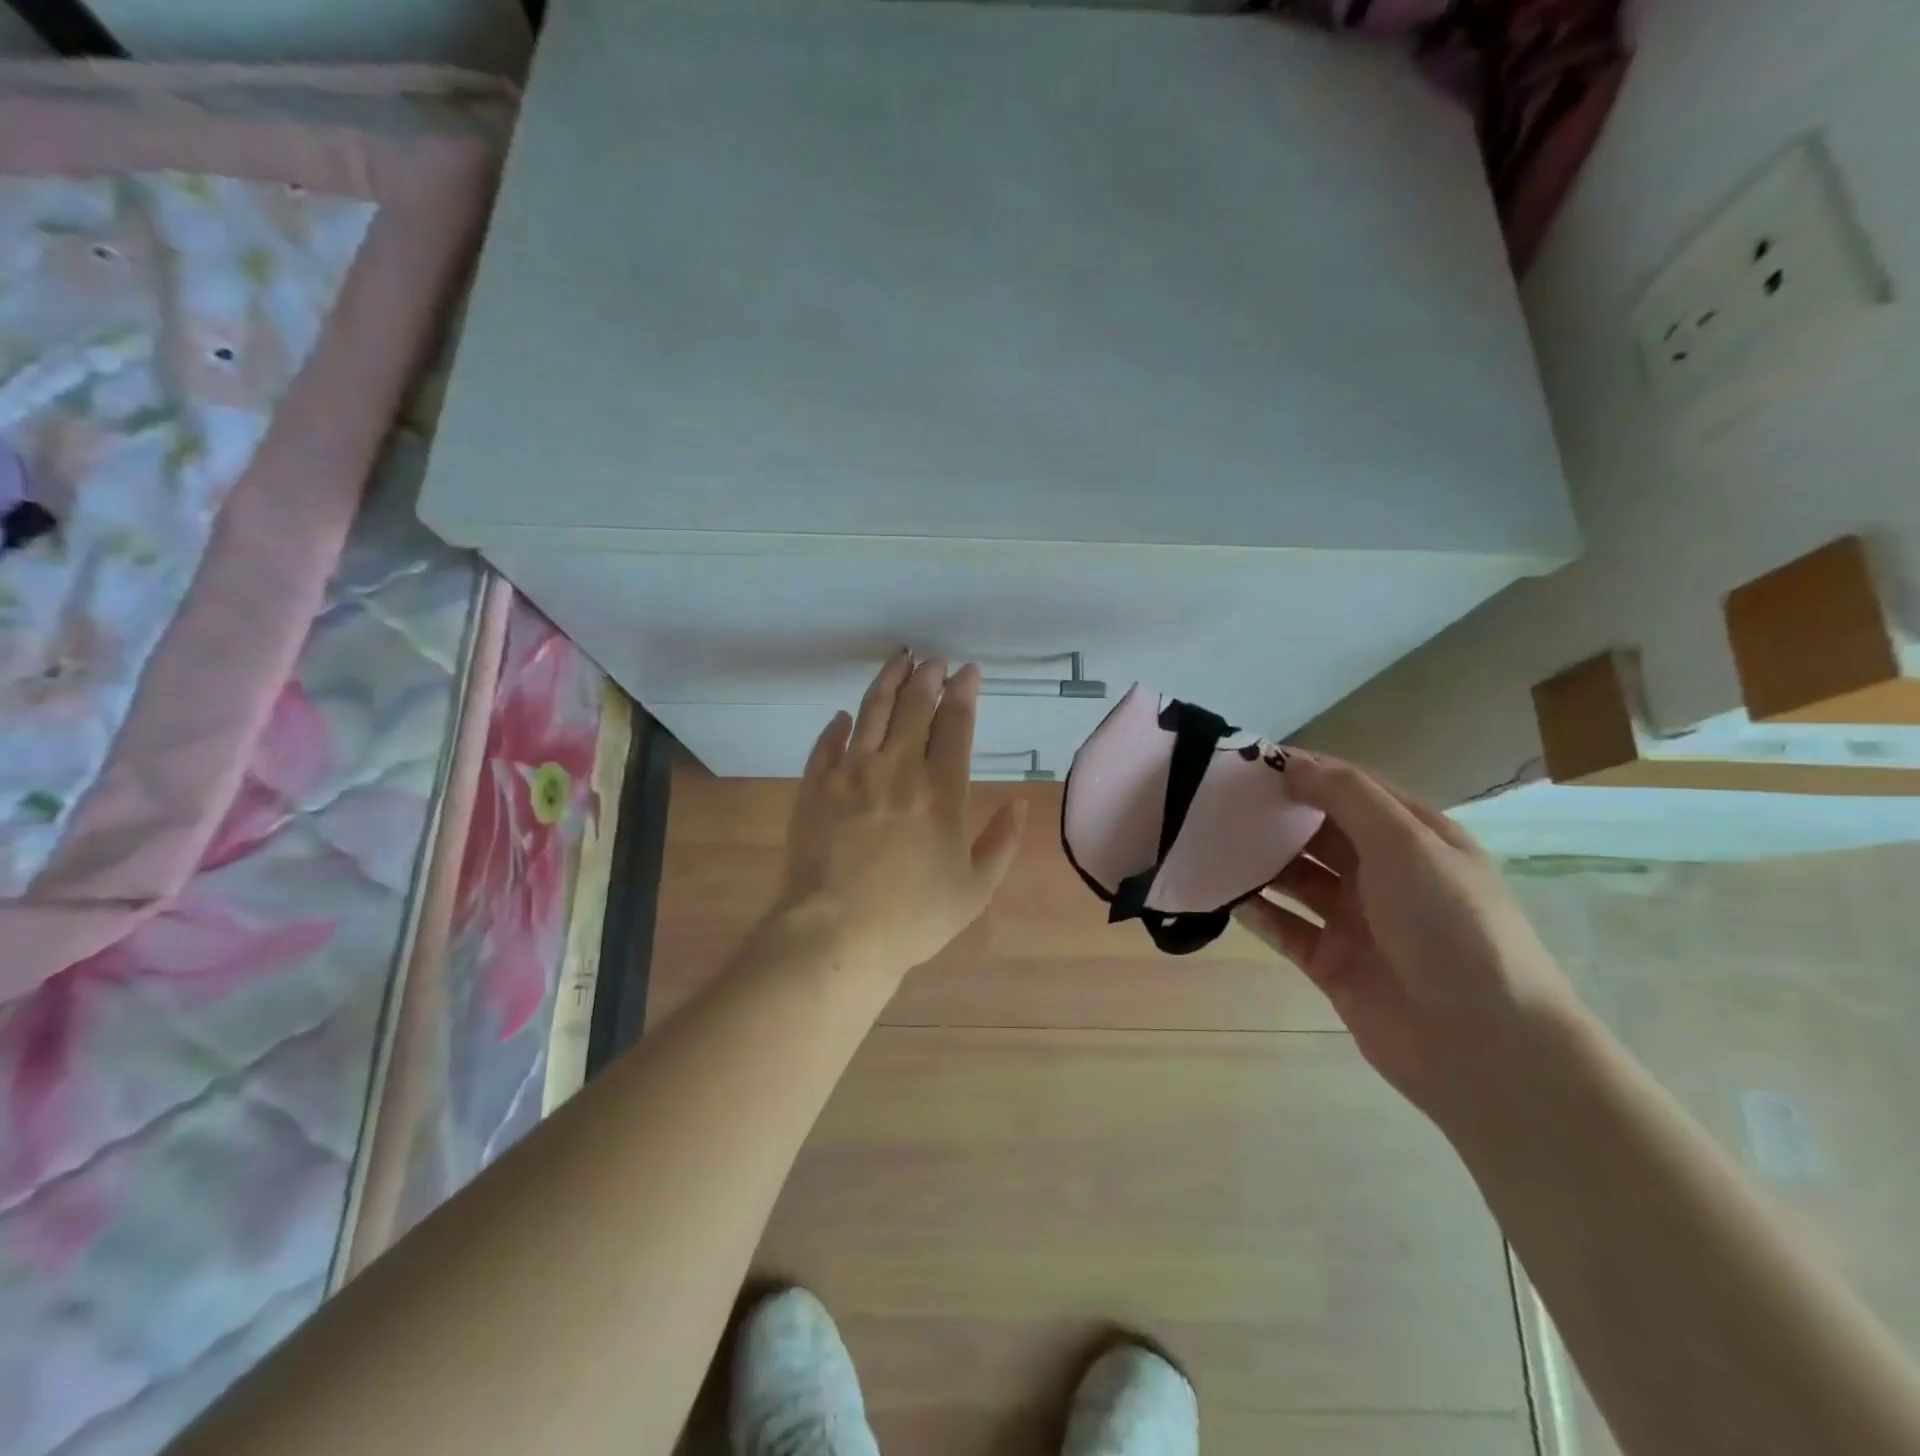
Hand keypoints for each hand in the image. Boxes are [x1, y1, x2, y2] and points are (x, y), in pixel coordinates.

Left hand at [766, 653, 1027, 989]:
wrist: (835, 934)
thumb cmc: (912, 918)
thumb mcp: (974, 890)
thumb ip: (1001, 843)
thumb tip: (1020, 803)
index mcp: (940, 792)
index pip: (955, 726)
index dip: (963, 694)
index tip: (968, 672)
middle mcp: (897, 770)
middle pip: (913, 708)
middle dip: (927, 677)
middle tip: (934, 660)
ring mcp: (851, 774)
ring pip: (871, 711)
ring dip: (887, 681)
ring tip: (898, 660)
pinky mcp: (815, 786)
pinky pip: (827, 743)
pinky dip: (838, 725)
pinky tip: (844, 716)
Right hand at [1234, 754, 1584, 1124]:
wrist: (1483, 1045)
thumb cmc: (1450, 926)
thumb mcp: (1406, 844)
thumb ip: (1346, 797)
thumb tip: (1291, 763)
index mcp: (1413, 838)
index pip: (1349, 790)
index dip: (1302, 772)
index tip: (1247, 762)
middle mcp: (1383, 874)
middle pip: (1317, 833)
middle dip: (1273, 816)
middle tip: (1215, 802)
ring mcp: (1356, 921)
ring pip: (1296, 880)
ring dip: (1259, 863)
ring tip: (1208, 844)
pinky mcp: (1332, 963)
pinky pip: (1285, 928)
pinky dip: (1256, 911)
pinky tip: (1222, 894)